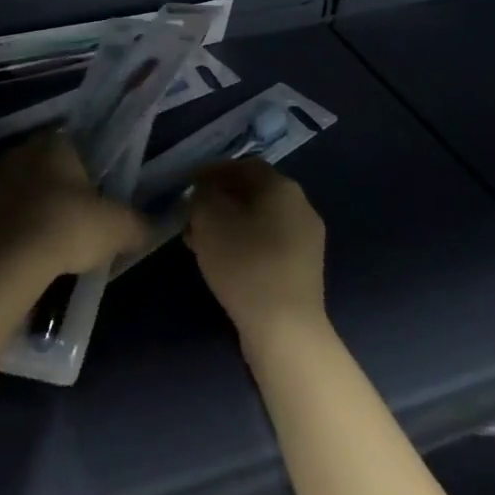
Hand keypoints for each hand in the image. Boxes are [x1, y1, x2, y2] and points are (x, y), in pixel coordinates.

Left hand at [0, 130, 149, 287]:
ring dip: (11, 197)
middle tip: (59, 217)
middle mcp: (19, 150)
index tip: (85, 199)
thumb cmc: (68, 228)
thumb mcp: (117, 227)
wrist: (11, 260)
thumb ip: (137, 223)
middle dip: (45, 183)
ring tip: (26, 230)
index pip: (70, 148)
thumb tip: (148, 226)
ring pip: (3, 179)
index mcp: (55, 144)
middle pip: (36, 163)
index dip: (78, 172)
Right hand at [186, 158, 325, 344]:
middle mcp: (300, 207)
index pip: (244, 165)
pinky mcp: (303, 270)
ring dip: (228, 224)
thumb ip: (202, 195)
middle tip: (191, 213)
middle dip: (219, 200)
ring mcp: (306, 240)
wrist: (285, 329)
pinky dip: (243, 244)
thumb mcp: (209, 219)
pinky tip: (221, 261)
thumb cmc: (245, 263)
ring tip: (198, 240)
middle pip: (253, 192)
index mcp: (282, 187)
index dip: (213, 171)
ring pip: (258, 220)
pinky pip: (267, 244)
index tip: (188, 184)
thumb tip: (206, 192)